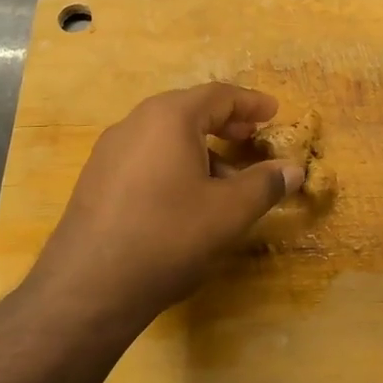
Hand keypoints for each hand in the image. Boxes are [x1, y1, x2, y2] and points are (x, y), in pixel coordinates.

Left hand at [26, 84, 303, 325]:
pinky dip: (176, 164)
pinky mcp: (97, 179)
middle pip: (189, 111)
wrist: (88, 287)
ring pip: (166, 136)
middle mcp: (136, 123)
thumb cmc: (168, 236)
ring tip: (227, 178)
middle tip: (253, 138)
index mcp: (169, 117)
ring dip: (202, 148)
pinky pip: (147, 157)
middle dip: (226, 123)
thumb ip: (265, 184)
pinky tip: (187, 198)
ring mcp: (110, 151)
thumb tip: (293, 170)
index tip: (274, 112)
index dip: (251, 103)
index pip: (219, 95)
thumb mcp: (229, 212)